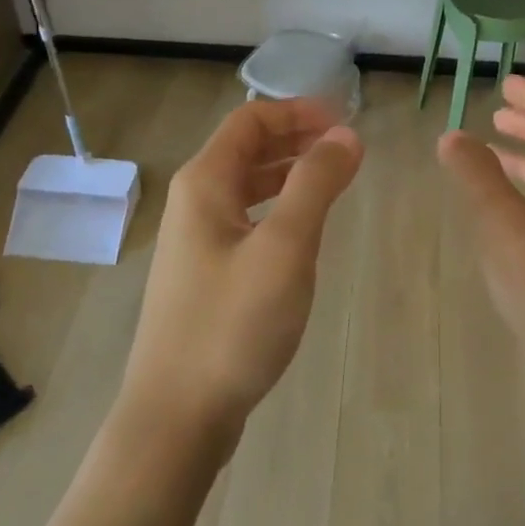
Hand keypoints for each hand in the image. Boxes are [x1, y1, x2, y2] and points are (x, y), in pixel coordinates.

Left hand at [123, 99, 363, 450]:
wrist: (178, 413)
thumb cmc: (233, 324)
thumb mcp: (285, 248)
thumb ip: (316, 185)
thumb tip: (346, 136)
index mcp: (205, 184)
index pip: (251, 120)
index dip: (298, 111)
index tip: (346, 121)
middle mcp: (194, 204)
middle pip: (246, 150)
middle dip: (296, 138)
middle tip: (346, 147)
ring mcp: (196, 242)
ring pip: (247, 188)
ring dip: (289, 174)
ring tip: (333, 180)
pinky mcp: (205, 276)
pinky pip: (246, 222)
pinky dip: (278, 210)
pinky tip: (303, 231)